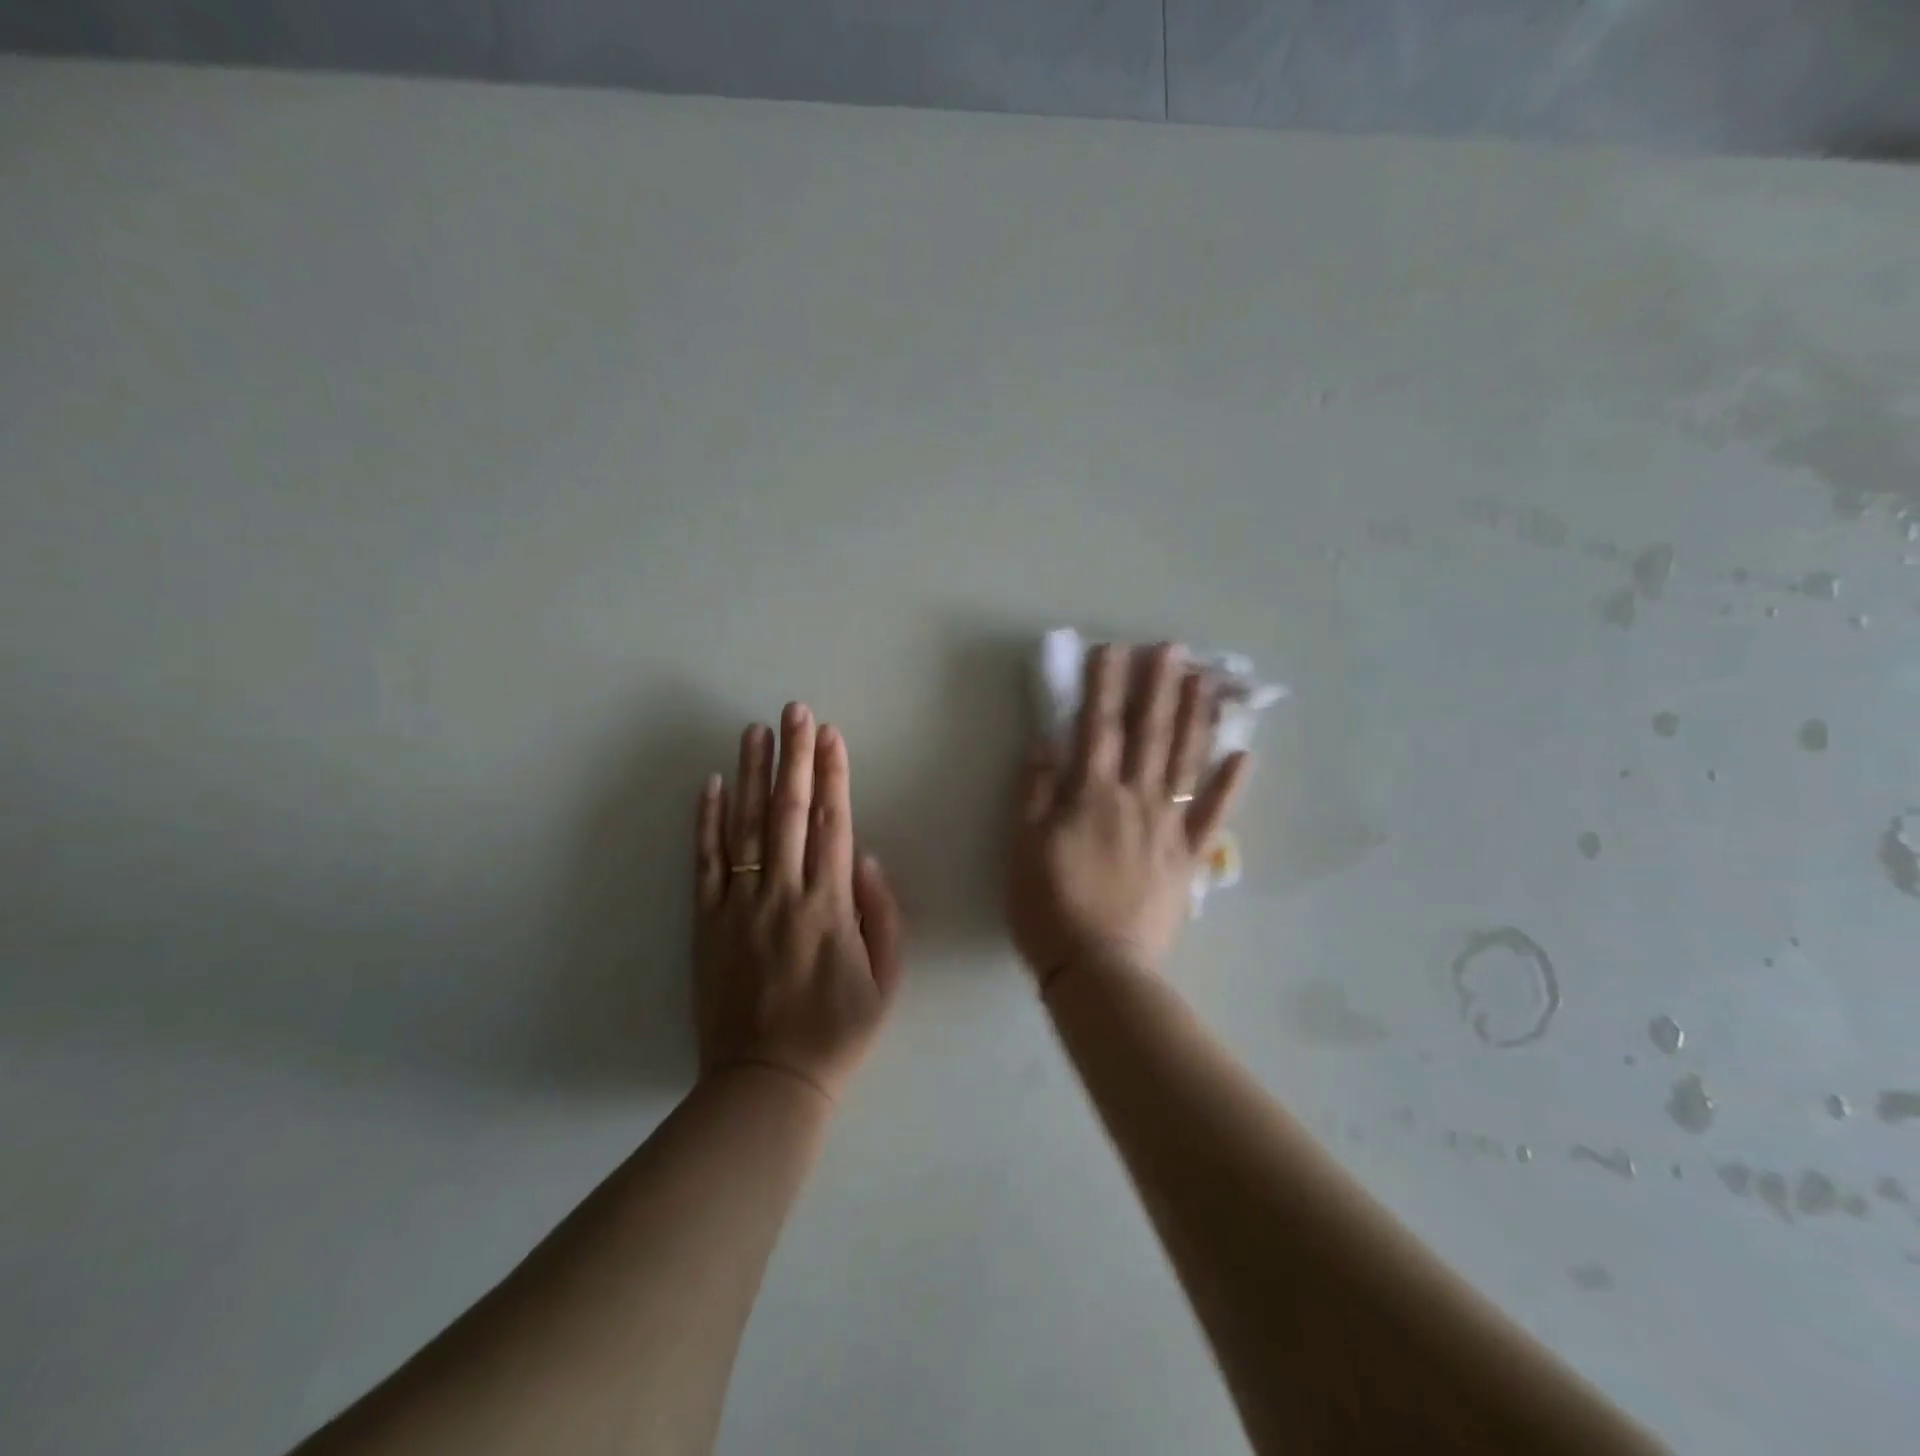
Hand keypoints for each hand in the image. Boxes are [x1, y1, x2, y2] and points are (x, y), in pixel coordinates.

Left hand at [692, 704, 904, 1105]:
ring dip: (750, 774)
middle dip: (793, 756)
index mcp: (830, 906)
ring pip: (744, 826)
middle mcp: (783, 894)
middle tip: (793, 710)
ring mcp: (739, 906)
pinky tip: (709, 785)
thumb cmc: (837, 1031)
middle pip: (788, 811)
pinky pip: (705, 863)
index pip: (833, 823)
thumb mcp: (887, 981)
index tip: (830, 735)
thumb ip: (883, 915)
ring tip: (754, 730)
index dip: (833, 775)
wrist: (767, 1082)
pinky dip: (706, 821)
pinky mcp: (707, 923)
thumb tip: (868, 858)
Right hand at [1007, 643, 1249, 987]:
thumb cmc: (1049, 907)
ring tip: (1206, 682)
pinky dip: (1229, 785)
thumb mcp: (1023, 847)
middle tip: (1173, 649)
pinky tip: (1243, 755)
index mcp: (1091, 796)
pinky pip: (1214, 816)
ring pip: (1185, 763)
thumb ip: (1034, 792)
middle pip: (1149, 735)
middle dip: (1159, 687)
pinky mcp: (1189, 858)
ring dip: (1195, 719)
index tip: (1112, 649)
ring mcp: (1169, 827)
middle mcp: (1136, 800)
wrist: (1099, 968)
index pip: (1098, 727)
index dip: (1104, 685)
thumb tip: (1045, 743)